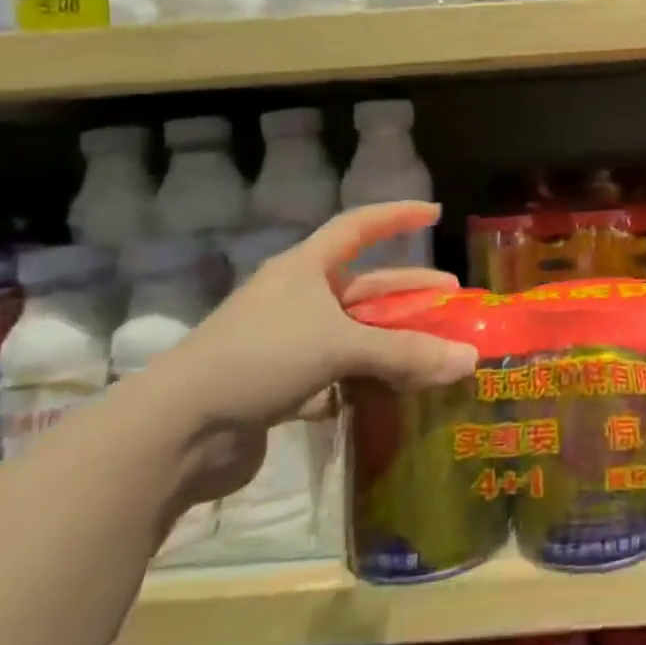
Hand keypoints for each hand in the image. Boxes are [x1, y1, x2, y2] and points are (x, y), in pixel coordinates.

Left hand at [154, 201, 477, 502]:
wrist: (175, 432)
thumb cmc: (260, 358)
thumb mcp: (340, 346)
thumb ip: (406, 353)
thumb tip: (470, 360)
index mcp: (304, 270)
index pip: (357, 227)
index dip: (396, 215)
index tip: (434, 212)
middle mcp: (297, 300)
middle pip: (365, 286)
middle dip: (409, 290)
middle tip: (451, 296)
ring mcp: (286, 345)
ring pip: (354, 334)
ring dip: (392, 341)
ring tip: (434, 350)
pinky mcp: (280, 388)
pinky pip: (338, 375)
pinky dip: (367, 381)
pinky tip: (394, 393)